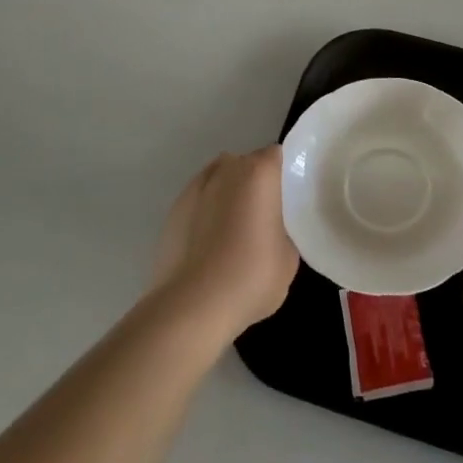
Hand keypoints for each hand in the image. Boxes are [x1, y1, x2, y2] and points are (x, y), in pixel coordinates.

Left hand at [149, 146, 298, 342]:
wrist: (191, 306)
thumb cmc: (250, 276)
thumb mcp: (289, 258)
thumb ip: (284, 230)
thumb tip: (272, 230)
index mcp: (259, 172)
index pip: (276, 156)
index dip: (282, 175)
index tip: (287, 199)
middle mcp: (227, 168)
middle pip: (246, 165)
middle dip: (255, 184)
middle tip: (264, 218)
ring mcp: (196, 187)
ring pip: (220, 180)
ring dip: (228, 195)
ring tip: (232, 232)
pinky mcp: (174, 209)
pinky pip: (199, 201)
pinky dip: (206, 213)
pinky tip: (209, 245)